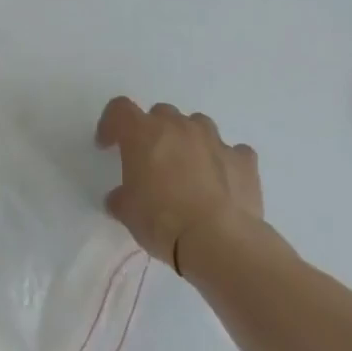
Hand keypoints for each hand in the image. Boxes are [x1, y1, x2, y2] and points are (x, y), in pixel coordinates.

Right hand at [96, 98, 262, 268]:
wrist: (219, 241)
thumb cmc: (162, 221)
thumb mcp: (128, 213)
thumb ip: (121, 198)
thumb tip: (119, 198)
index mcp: (142, 132)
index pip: (119, 109)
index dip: (111, 123)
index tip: (108, 145)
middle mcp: (177, 126)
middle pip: (161, 113)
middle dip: (155, 132)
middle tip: (153, 160)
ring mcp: (213, 140)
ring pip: (198, 125)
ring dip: (190, 140)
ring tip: (190, 168)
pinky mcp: (243, 160)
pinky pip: (234, 152)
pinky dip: (226, 162)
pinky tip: (224, 182)